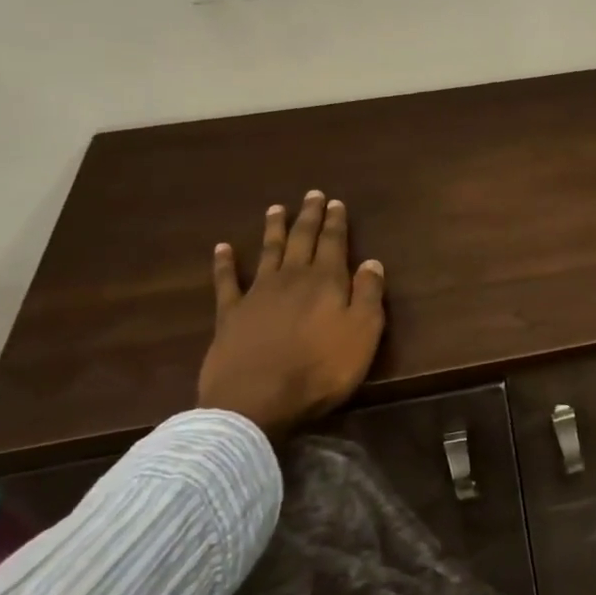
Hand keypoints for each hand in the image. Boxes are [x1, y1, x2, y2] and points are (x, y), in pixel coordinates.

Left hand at [198, 193, 385, 433]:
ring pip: (267, 252)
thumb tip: (373, 262)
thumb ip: (369, 295)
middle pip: (301, 240)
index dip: (336, 223)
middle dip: (308, 217)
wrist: (257, 399)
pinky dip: (224, 263)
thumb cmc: (321, 369)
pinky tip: (222, 248)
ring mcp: (257, 294)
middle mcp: (291, 278)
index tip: (336, 202)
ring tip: (276, 208)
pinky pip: (226, 281)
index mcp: (326, 282)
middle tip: (312, 195)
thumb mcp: (363, 333)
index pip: (333, 243)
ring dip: (273, 229)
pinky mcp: (230, 314)